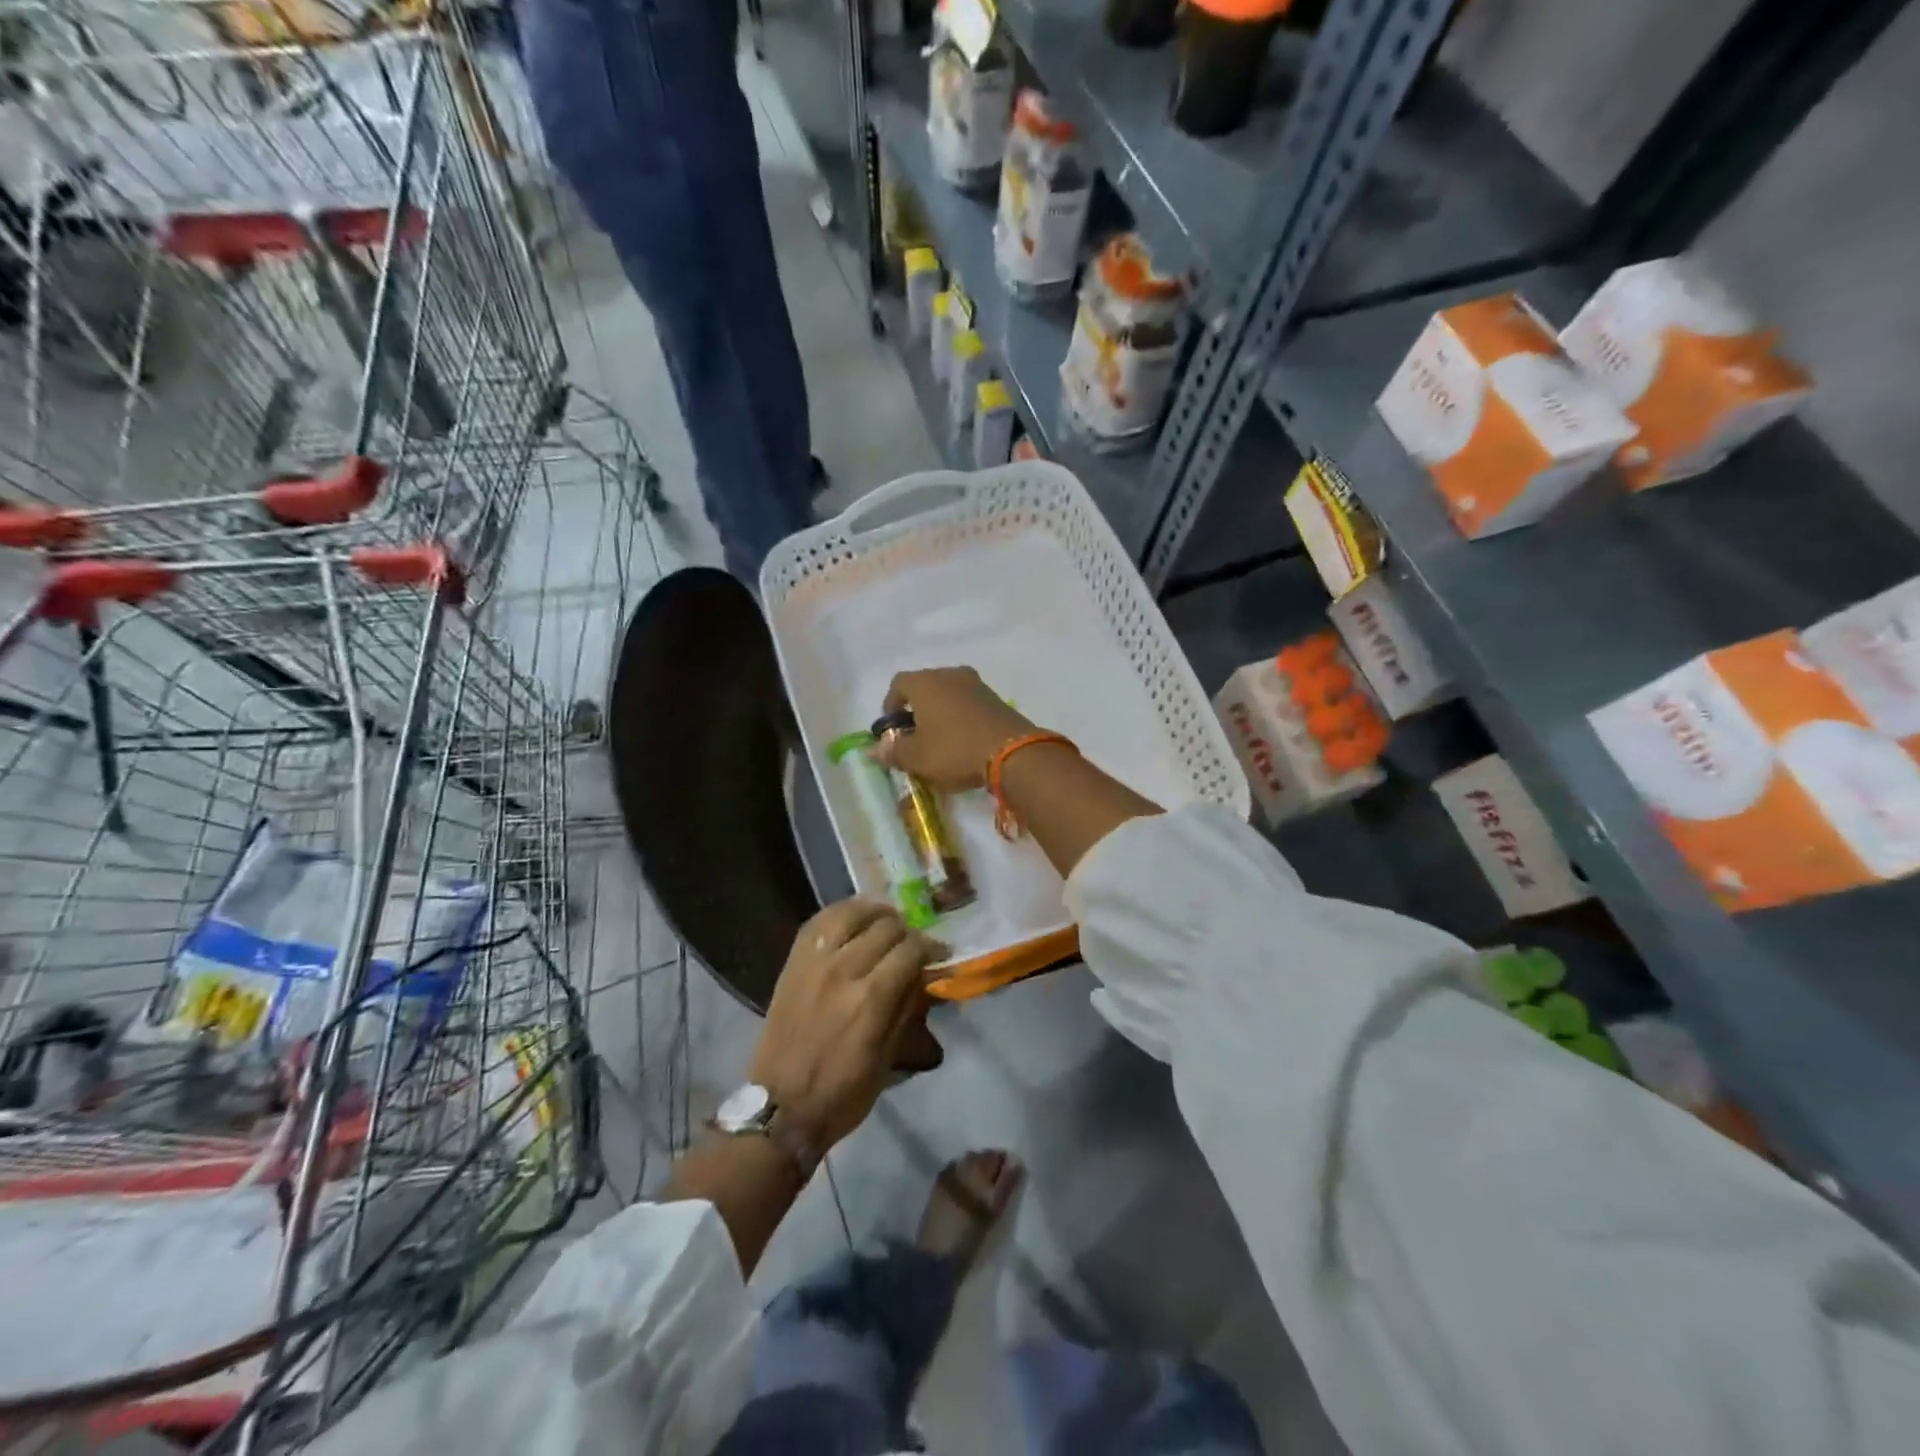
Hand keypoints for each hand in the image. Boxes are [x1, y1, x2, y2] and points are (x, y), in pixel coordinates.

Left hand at [748, 899, 939, 1150]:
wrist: (779, 1108)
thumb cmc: (842, 1094)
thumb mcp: (889, 1059)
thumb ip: (907, 1009)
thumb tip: (923, 975)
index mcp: (872, 999)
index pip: (911, 949)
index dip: (931, 947)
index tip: (939, 954)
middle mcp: (844, 970)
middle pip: (887, 926)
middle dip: (908, 933)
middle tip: (912, 947)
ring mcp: (815, 962)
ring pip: (853, 912)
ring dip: (876, 914)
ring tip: (886, 923)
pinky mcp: (794, 961)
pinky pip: (820, 920)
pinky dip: (842, 913)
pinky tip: (854, 920)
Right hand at [878, 667, 1036, 792]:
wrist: (1012, 753)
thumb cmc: (954, 750)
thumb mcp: (916, 757)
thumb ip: (892, 751)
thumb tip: (872, 749)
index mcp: (925, 683)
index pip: (898, 683)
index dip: (891, 705)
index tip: (892, 728)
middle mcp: (950, 675)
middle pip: (925, 686)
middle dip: (917, 709)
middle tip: (915, 736)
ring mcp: (977, 685)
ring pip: (949, 694)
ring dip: (940, 713)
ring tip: (939, 741)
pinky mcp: (996, 699)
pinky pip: (969, 704)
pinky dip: (961, 717)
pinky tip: (963, 741)